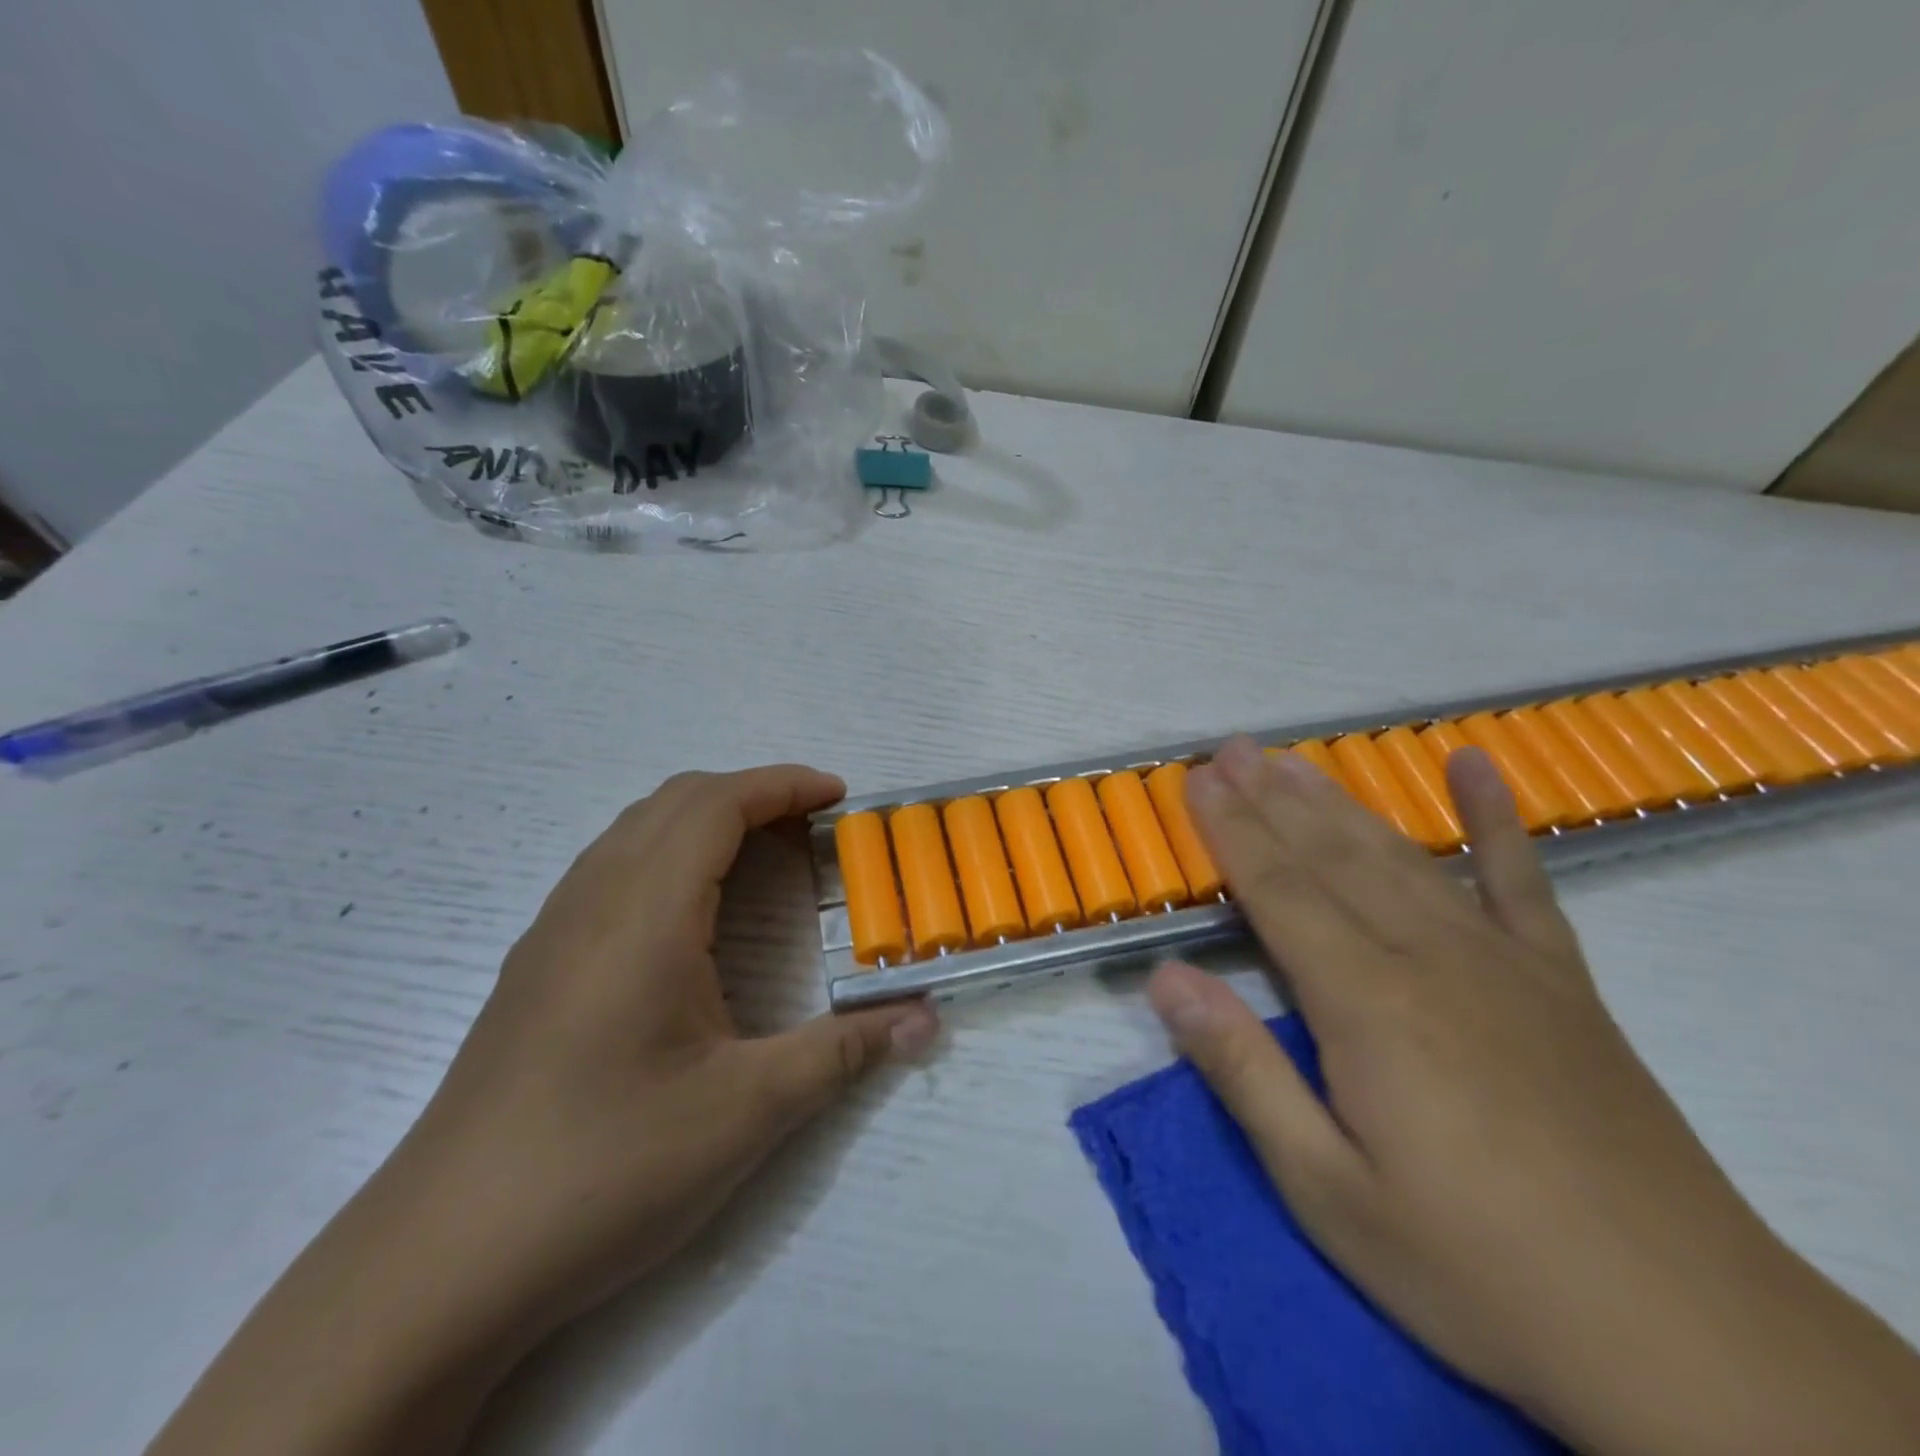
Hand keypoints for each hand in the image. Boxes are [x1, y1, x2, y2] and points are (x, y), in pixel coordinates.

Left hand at [404, 763, 939, 1337]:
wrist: (441, 1263)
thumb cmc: (605, 1167)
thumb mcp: (747, 1110)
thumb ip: (844, 1051)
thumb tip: (927, 1020)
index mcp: (644, 914)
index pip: (716, 804)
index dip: (783, 785)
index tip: (839, 796)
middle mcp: (592, 901)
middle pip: (675, 800)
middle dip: (752, 792)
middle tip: (812, 825)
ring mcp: (554, 932)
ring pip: (635, 829)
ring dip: (706, 819)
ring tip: (763, 854)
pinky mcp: (536, 967)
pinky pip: (610, 867)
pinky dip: (668, 852)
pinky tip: (692, 913)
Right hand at [1147, 736, 1919, 1455]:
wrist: (1685, 1337)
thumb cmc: (1472, 1266)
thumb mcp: (1326, 1189)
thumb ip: (1242, 1071)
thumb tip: (1165, 978)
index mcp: (1366, 1003)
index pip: (1279, 890)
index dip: (1232, 829)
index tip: (1197, 778)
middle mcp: (1429, 957)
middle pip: (1331, 857)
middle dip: (1272, 798)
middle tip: (1233, 748)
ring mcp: (1503, 961)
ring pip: (1400, 857)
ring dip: (1340, 802)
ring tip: (1295, 760)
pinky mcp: (1562, 982)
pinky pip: (1522, 880)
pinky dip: (1497, 817)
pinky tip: (1477, 766)